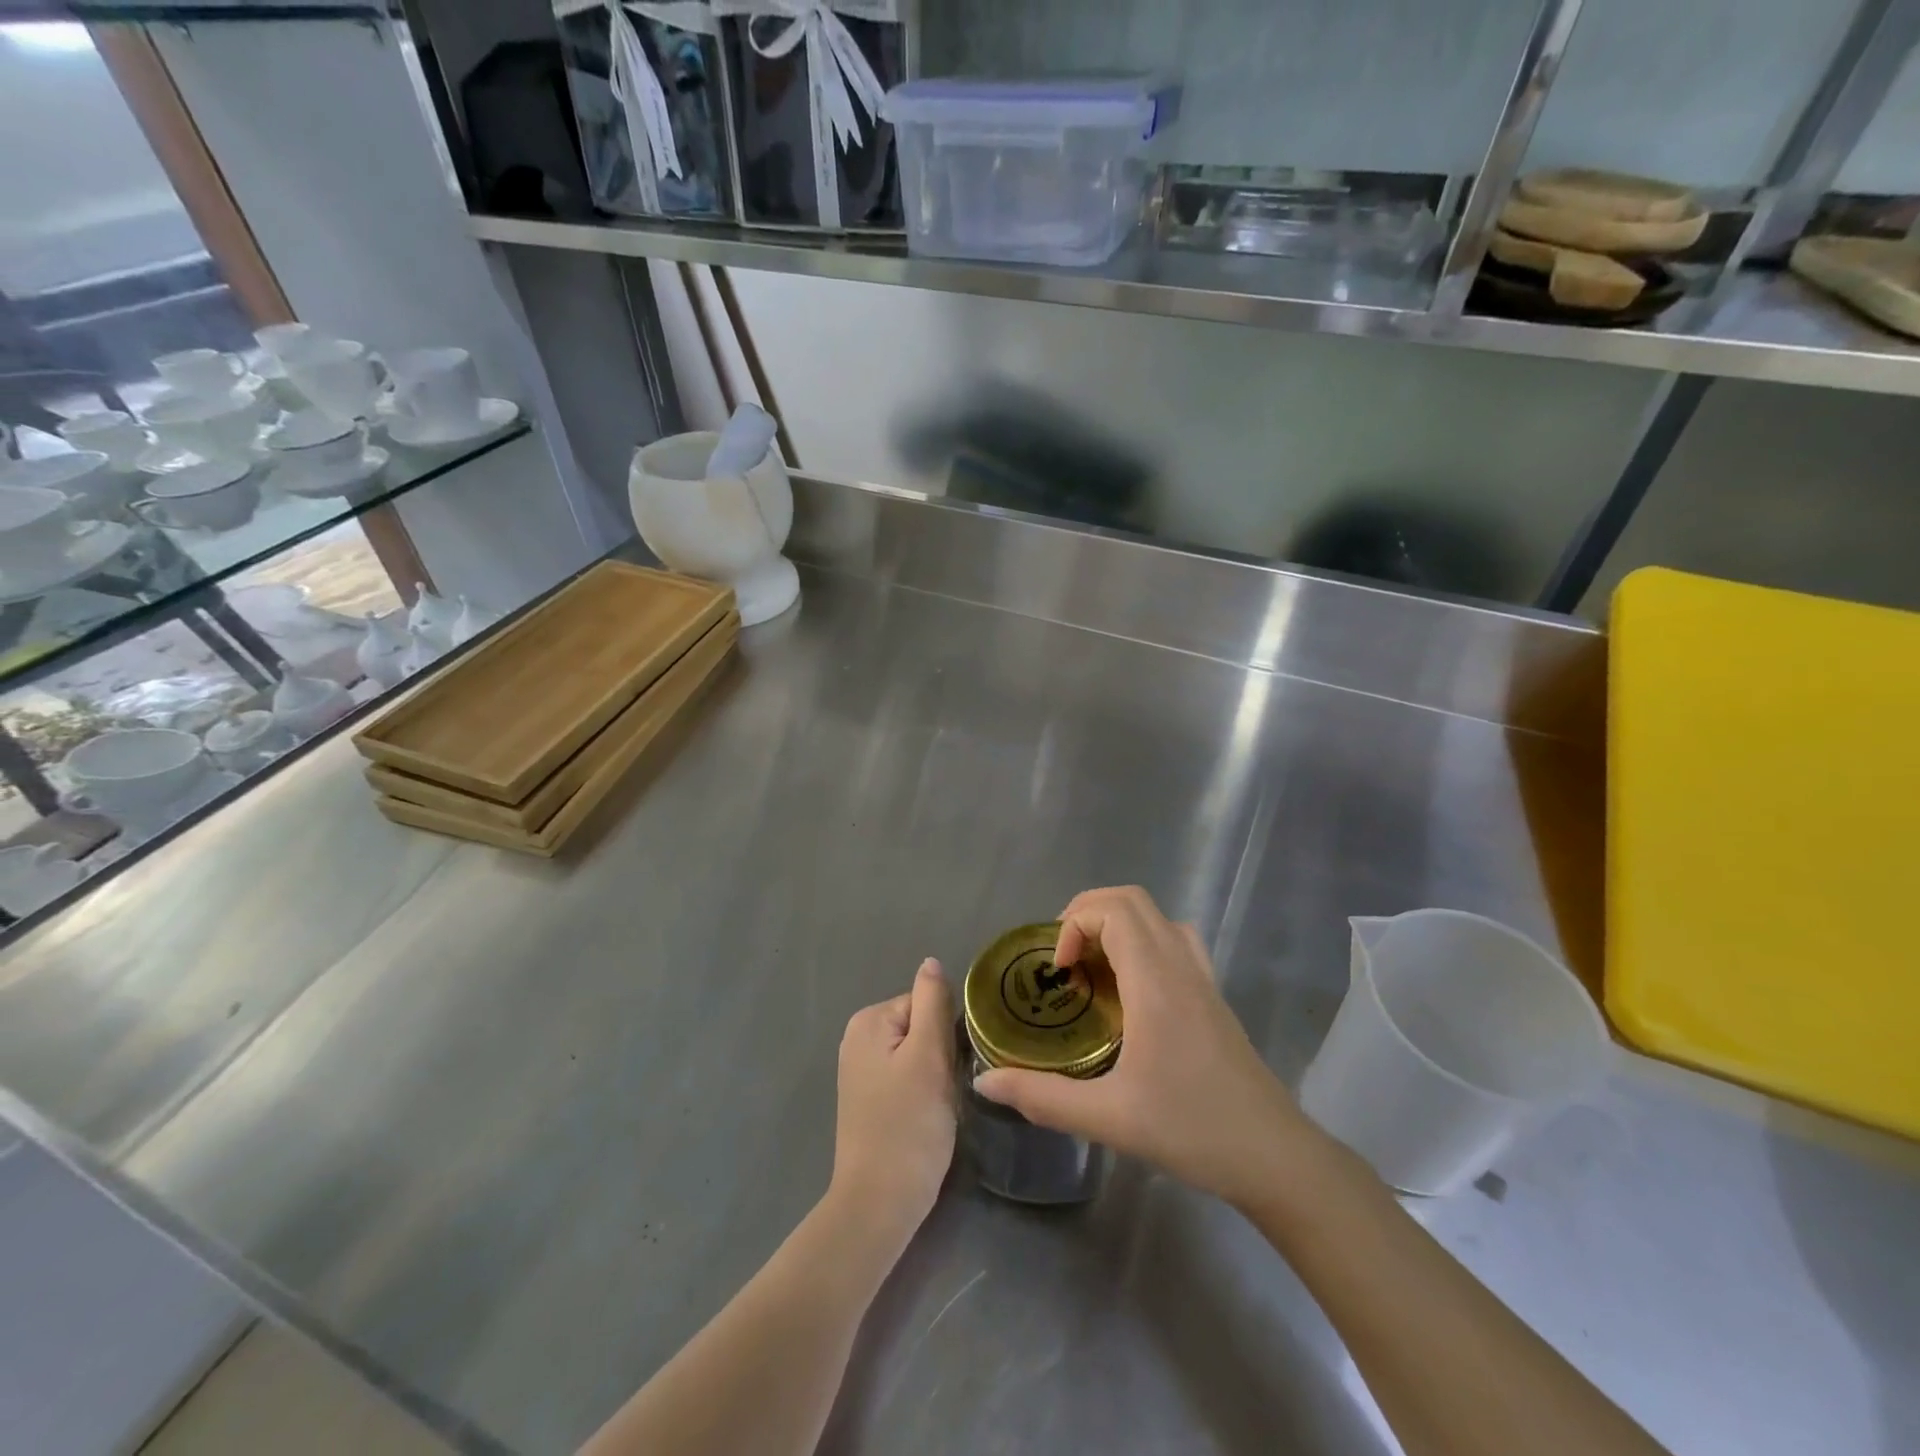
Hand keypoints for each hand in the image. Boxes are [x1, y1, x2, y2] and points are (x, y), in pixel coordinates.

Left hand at [828, 959, 956, 1243]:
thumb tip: (930, 961)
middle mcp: (858, 1037)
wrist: (879, 1203)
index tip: (950, 1067)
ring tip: (936, 1106)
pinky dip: (922, 1092)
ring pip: (917, 1054)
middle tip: (945, 1090)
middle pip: (921, 1026)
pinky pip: (906, 1077)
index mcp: (869, 1020)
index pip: (926, 1003)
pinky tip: (924, 1117)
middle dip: (940, 1054)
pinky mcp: (868, 1099)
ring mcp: (860, 1070)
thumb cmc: (909, 1124)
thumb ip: (932, 1003)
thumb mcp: (928, 1056)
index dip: (946, 1033)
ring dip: (934, 1075)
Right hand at [972, 886, 1317, 1208]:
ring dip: (1116, 923)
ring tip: (1091, 967)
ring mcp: (1202, 976)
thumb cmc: (1192, 1130)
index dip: (1074, 924)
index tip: (1059, 972)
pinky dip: (1142, 939)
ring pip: (1155, 915)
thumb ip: (1042, 1097)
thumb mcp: (1109, 1118)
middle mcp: (1180, 965)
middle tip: (1064, 961)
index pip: (1113, 910)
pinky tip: (1129, 987)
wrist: (1274, 1156)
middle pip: (1131, 900)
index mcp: (1156, 982)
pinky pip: (1174, 938)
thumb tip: (985, 1082)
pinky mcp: (1212, 993)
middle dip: (1087, 914)